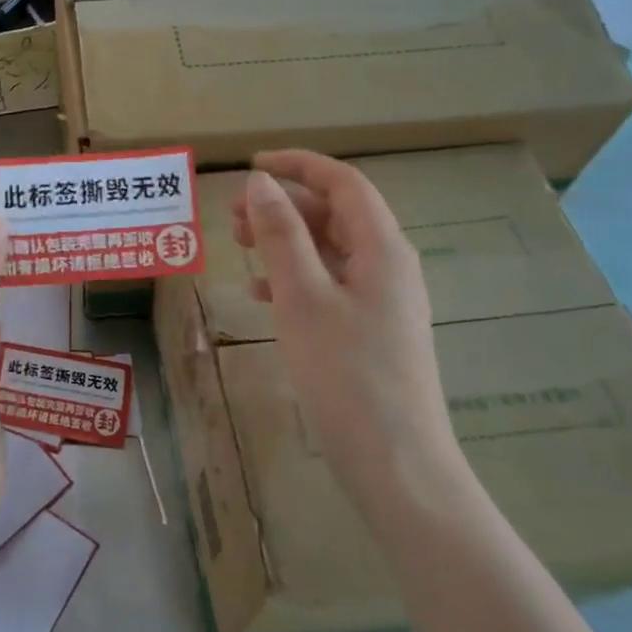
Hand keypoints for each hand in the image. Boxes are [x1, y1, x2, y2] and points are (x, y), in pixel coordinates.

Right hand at [234, 151, 459, 494]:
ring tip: (240, 248)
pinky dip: (295, 278)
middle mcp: (389, 266)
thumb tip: (261, 183)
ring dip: (286, 242)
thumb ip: (282, 235)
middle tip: (234, 217)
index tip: (251, 166)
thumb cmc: (346, 375)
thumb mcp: (303, 298)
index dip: (298, 165)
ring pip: (330, 251)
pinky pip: (331, 285)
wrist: (397, 465)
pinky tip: (261, 295)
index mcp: (382, 248)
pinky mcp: (372, 331)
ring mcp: (383, 301)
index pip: (343, 183)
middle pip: (336, 215)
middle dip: (285, 207)